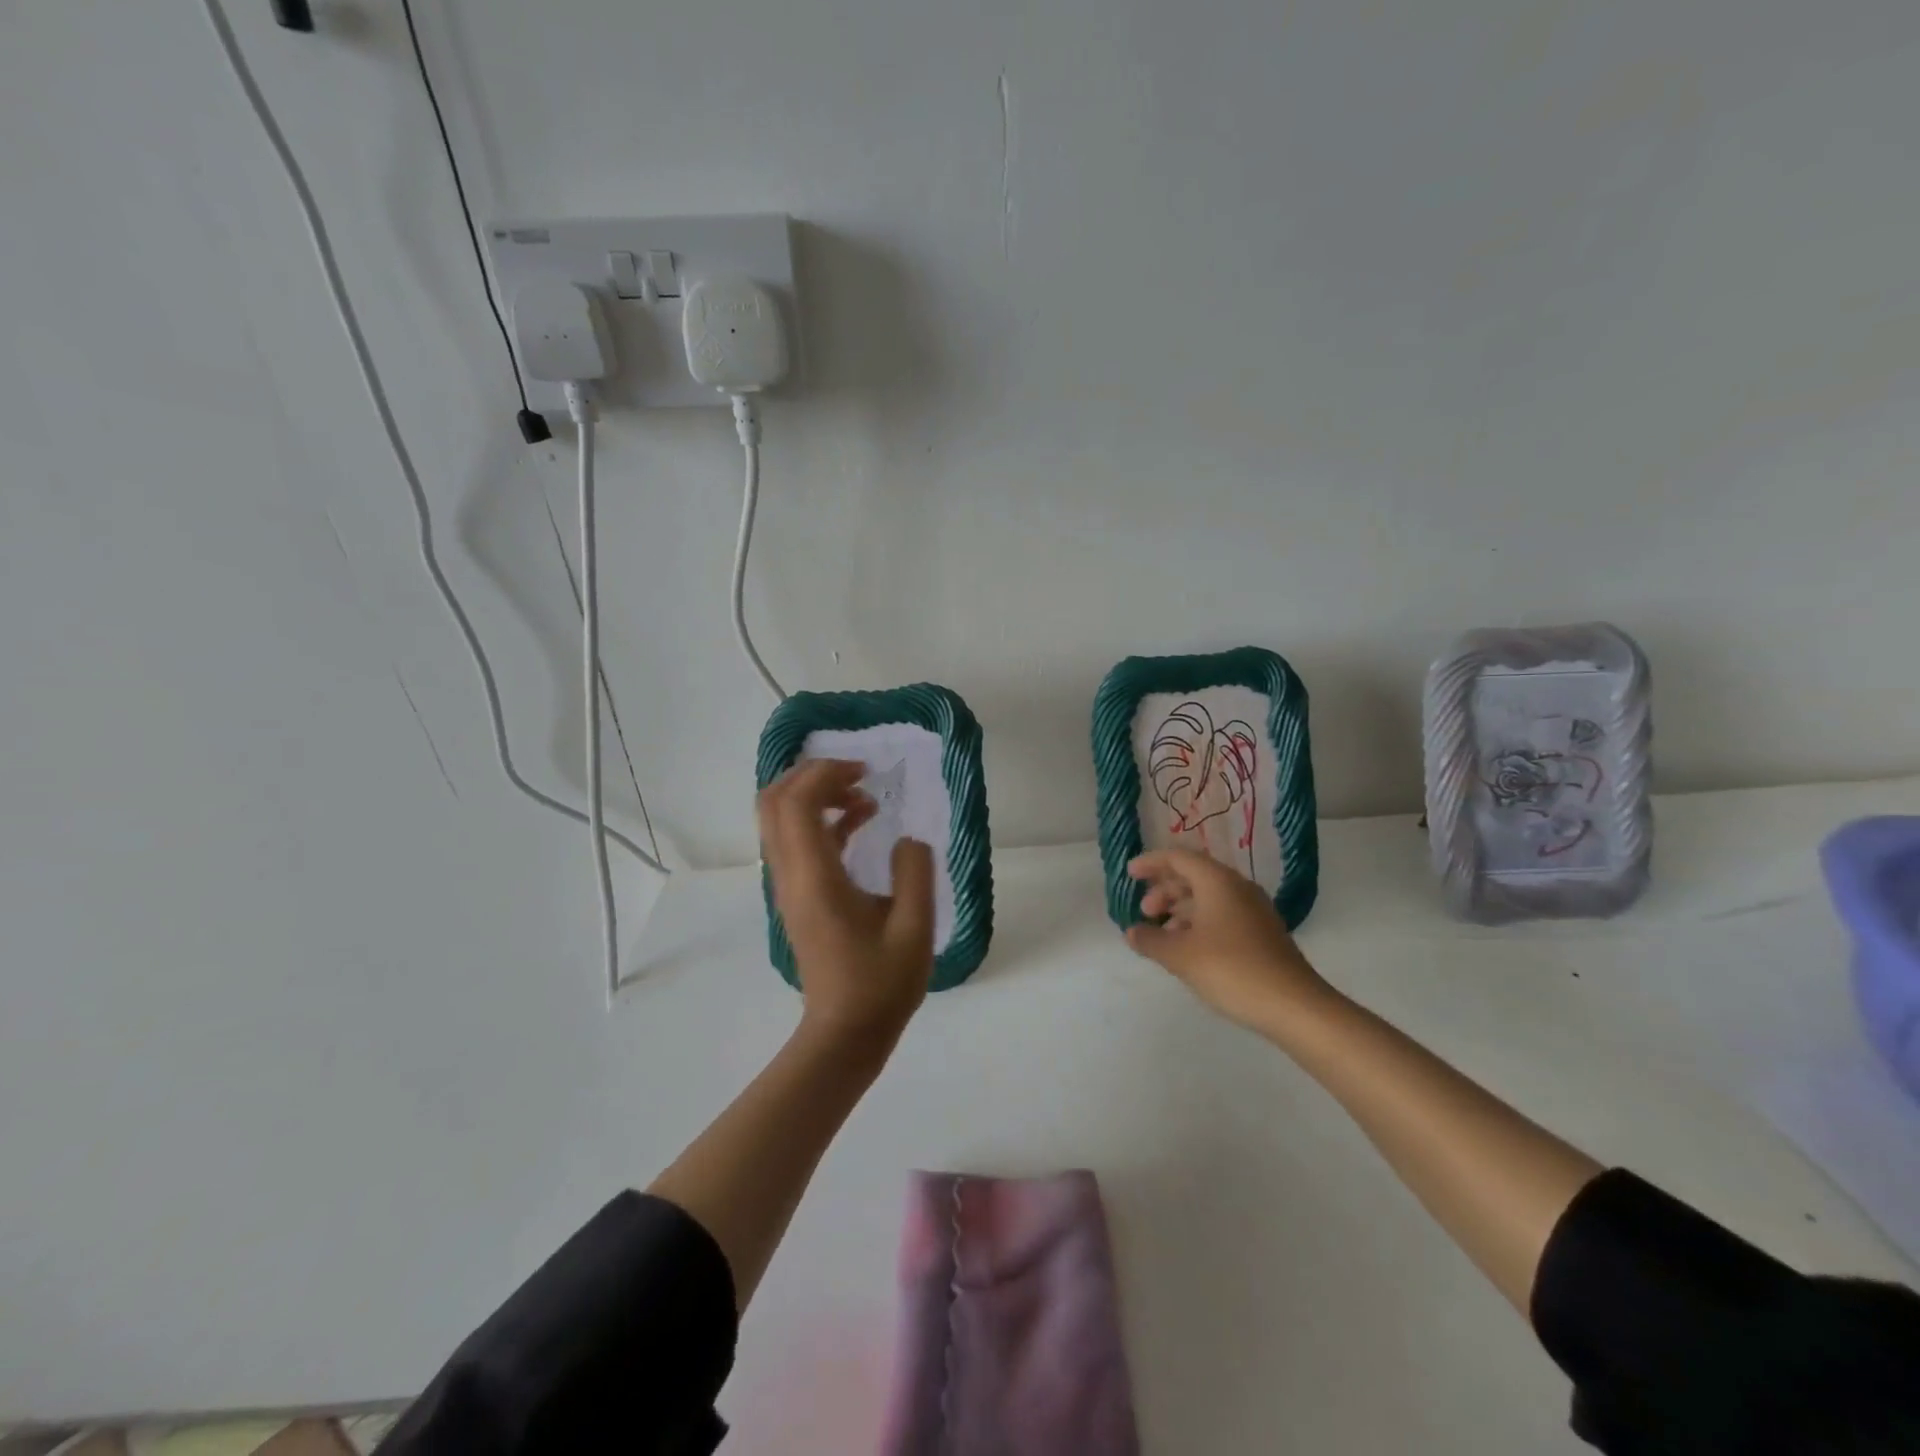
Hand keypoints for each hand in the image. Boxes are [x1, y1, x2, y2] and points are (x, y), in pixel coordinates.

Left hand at [758, 759, 936, 1050]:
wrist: (845, 1032)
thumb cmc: (881, 984)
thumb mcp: (915, 928)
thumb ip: (915, 872)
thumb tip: (907, 839)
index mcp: (816, 878)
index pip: (797, 803)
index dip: (826, 773)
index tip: (867, 773)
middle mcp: (791, 875)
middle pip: (774, 802)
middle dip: (812, 775)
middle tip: (858, 777)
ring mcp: (789, 886)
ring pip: (779, 819)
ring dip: (815, 795)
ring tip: (863, 798)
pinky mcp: (797, 895)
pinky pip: (795, 840)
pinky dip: (821, 819)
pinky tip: (859, 823)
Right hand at [1124, 848, 1327, 1028]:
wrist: (1294, 1006)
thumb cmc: (1231, 970)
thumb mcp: (1180, 956)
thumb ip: (1150, 940)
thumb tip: (1132, 932)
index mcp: (1217, 881)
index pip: (1178, 858)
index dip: (1151, 863)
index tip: (1130, 874)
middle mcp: (1238, 888)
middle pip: (1194, 875)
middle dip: (1165, 890)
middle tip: (1145, 912)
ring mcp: (1254, 910)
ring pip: (1209, 897)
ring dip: (1181, 908)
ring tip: (1164, 933)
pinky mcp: (1263, 933)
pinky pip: (1223, 914)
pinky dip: (1200, 922)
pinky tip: (1190, 947)